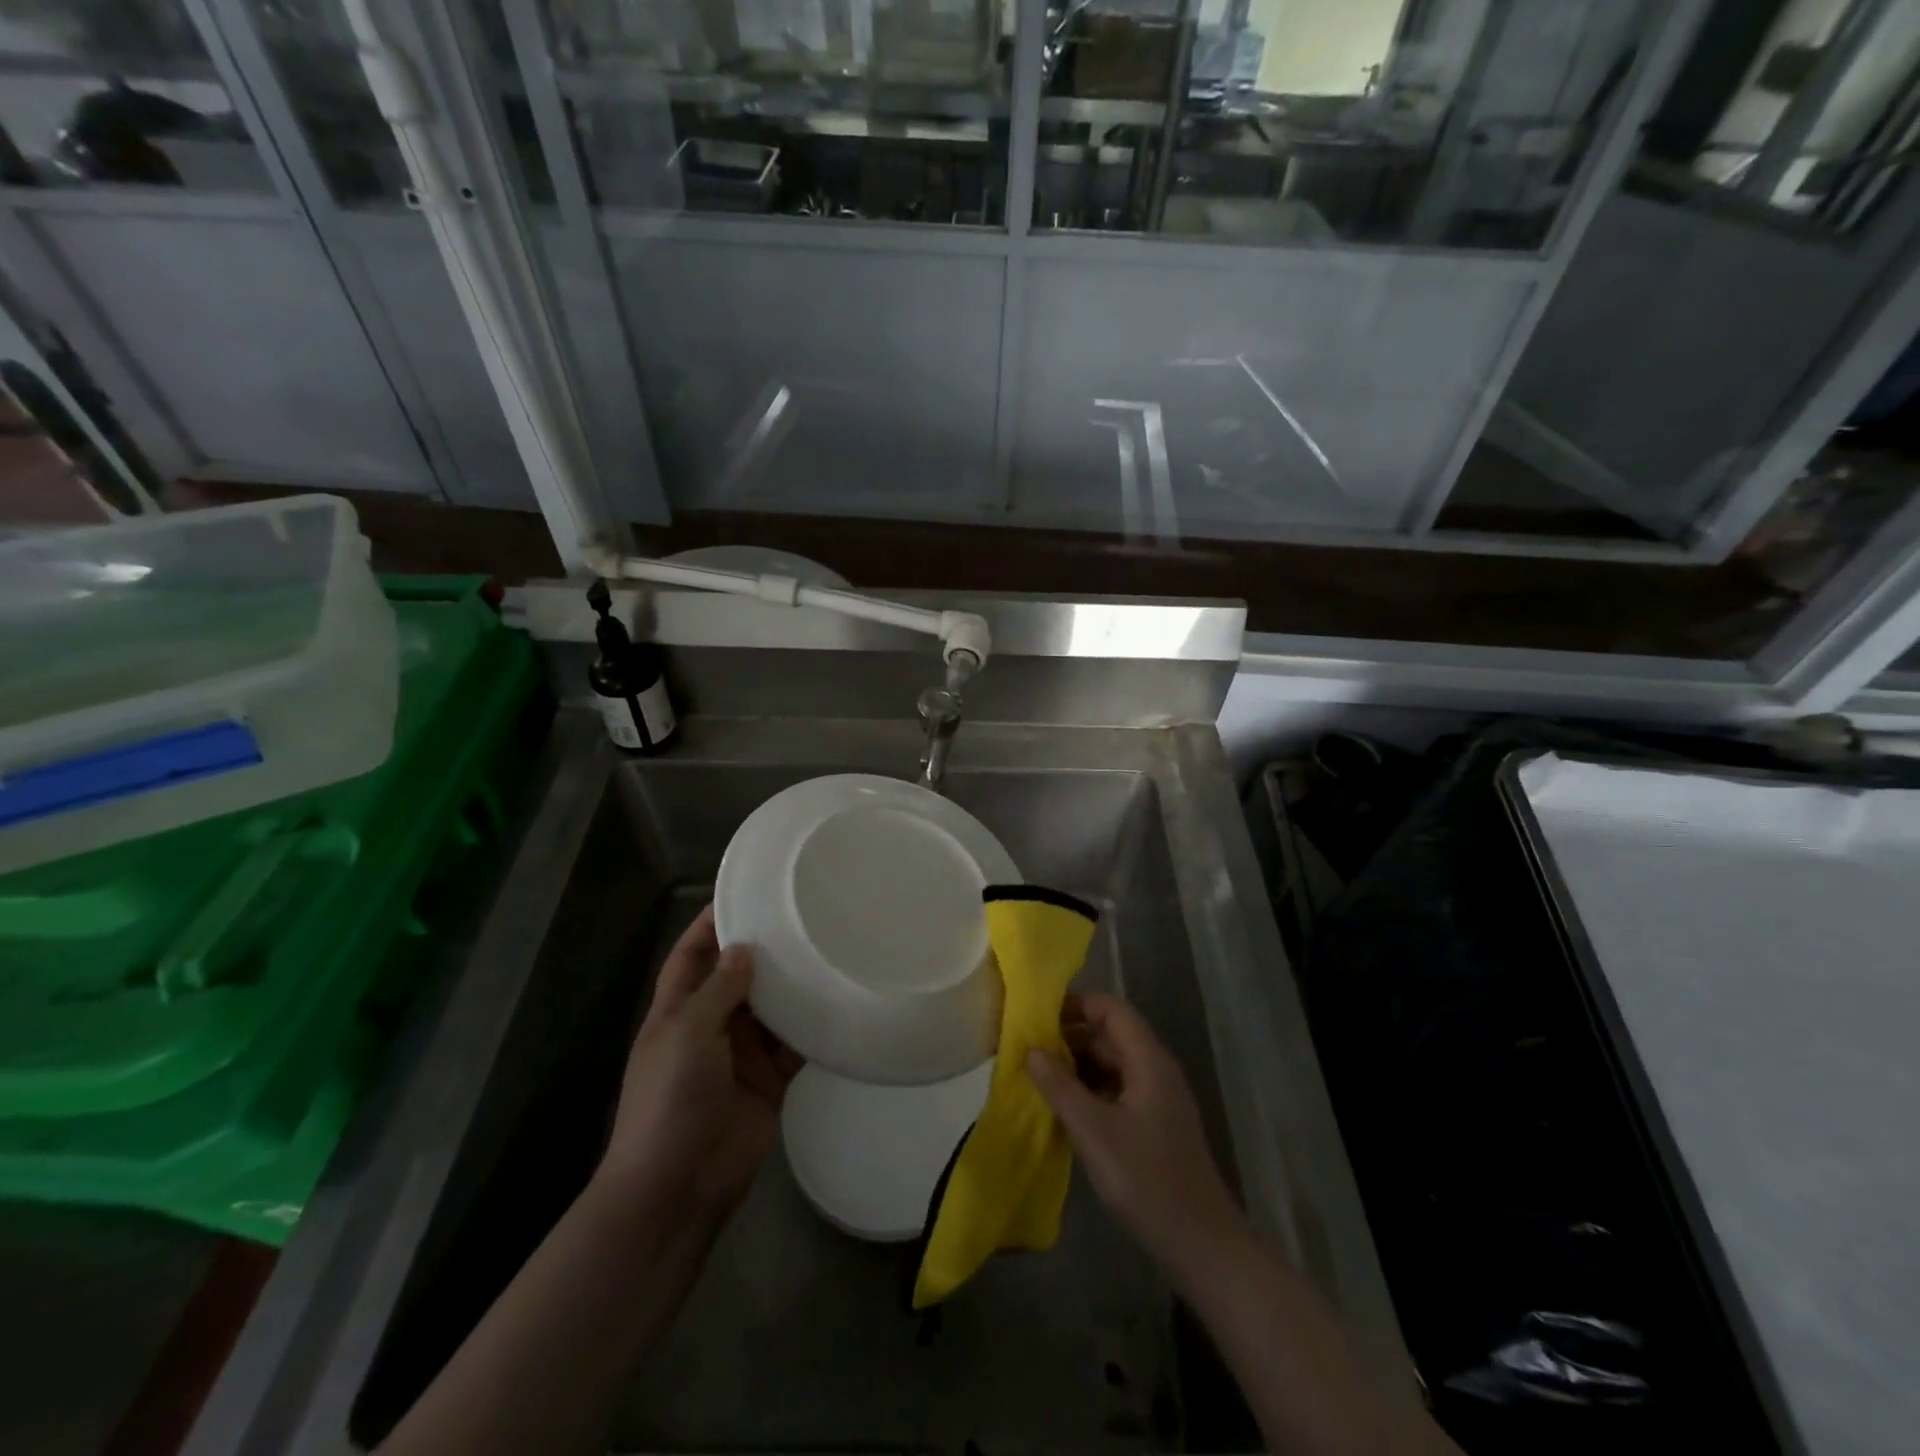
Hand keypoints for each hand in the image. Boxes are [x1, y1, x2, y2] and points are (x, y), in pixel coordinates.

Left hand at [598, 905, 802, 1218]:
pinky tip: (838, 1000)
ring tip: (827, 947)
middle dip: (762, 949)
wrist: (679, 1185)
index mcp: (677, 1011)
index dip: (709, 924)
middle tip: (802, 914)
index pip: (692, 955)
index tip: (741, 892)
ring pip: (771, 1007)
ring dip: (792, 984)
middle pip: (737, 976)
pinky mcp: (770, 1078)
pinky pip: (795, 1043)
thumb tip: (744, 950)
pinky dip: (812, 1026)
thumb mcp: (687, 1034)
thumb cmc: (670, 1100)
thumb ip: (719, 990)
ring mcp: (741, 1053)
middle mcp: (711, 1025)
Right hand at [1026, 993, 1246, 1279]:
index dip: (1076, 1005)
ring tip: (1039, 1078)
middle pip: (1111, 1034)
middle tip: (1029, 1050)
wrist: (1202, 1245)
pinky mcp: (1154, 1125)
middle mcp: (1156, 1070)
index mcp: (1148, 1060)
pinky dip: (1090, 1090)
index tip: (1038, 1018)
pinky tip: (1065, 1110)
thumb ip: (1060, 1086)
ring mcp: (1157, 1099)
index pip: (1111, 1009)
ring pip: (1112, 1063)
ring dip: (1078, 1065)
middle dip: (1070, 1036)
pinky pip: (1117, 1090)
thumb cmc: (1147, 1181)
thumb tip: (1031, 1049)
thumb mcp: (1094, 1132)